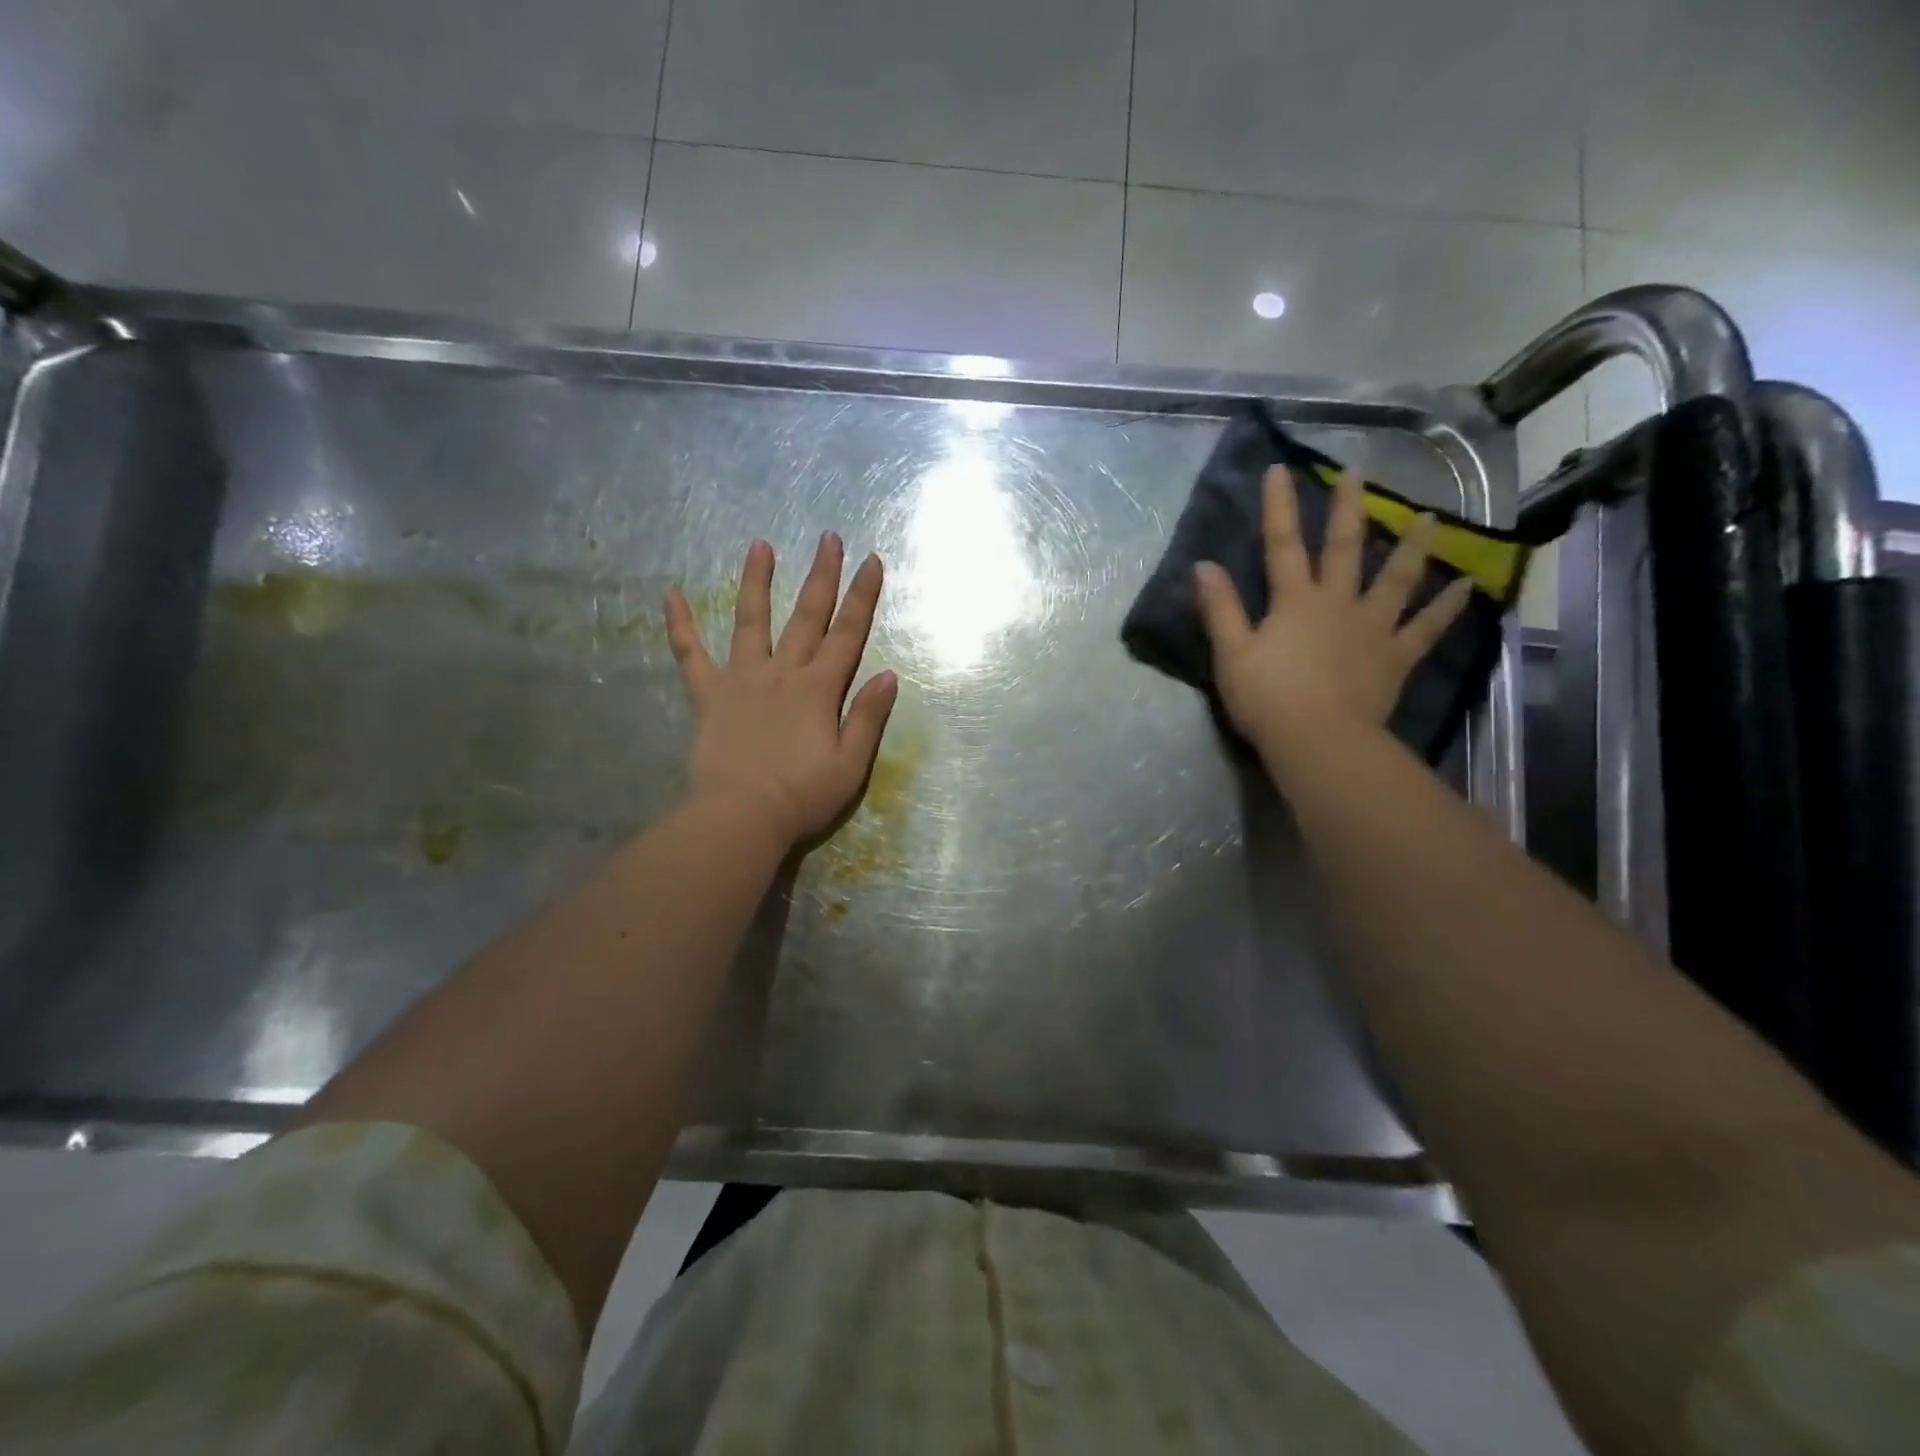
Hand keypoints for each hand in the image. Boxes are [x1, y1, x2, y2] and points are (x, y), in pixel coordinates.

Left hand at [665, 534, 897, 849]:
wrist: (741, 817)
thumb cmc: (802, 796)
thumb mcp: (851, 764)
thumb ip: (868, 717)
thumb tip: (887, 675)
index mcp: (819, 688)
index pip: (847, 633)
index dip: (862, 597)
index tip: (872, 561)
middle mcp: (782, 672)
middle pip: (806, 616)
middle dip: (821, 576)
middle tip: (828, 538)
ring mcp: (742, 679)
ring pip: (751, 620)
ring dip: (756, 581)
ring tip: (759, 545)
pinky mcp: (709, 695)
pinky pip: (690, 654)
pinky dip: (680, 624)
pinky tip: (670, 593)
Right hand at [1193, 464, 1473, 770]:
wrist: (1318, 741)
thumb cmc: (1267, 698)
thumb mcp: (1231, 654)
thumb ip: (1220, 609)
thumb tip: (1203, 565)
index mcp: (1294, 602)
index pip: (1282, 546)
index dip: (1279, 507)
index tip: (1280, 469)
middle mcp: (1337, 604)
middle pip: (1344, 549)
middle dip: (1347, 510)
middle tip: (1358, 474)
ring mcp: (1372, 629)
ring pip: (1396, 580)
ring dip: (1411, 547)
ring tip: (1429, 518)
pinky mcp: (1395, 657)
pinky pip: (1426, 629)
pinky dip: (1447, 607)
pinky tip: (1469, 585)